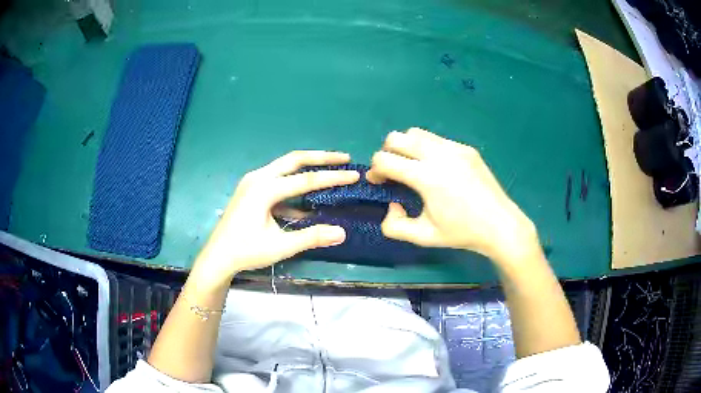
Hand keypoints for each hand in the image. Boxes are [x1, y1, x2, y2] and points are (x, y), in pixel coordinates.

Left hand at [191, 151, 359, 286]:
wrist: (217, 257)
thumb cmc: (246, 251)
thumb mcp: (280, 246)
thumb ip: (311, 237)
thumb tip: (342, 233)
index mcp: (264, 189)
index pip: (305, 180)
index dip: (332, 177)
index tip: (354, 174)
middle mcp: (258, 178)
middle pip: (294, 160)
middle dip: (321, 158)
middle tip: (344, 157)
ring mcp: (252, 182)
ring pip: (285, 168)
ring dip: (308, 168)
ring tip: (330, 170)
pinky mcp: (251, 190)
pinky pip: (277, 182)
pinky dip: (293, 188)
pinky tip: (306, 202)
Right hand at [367, 128, 539, 264]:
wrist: (500, 225)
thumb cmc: (461, 232)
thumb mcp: (423, 237)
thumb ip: (395, 226)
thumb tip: (392, 206)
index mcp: (426, 177)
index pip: (385, 159)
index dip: (374, 171)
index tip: (378, 183)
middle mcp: (438, 155)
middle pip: (396, 137)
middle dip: (386, 152)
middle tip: (392, 171)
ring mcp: (454, 148)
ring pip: (417, 133)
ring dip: (406, 147)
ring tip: (413, 167)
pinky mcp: (466, 149)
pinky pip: (437, 140)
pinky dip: (427, 149)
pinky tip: (438, 169)